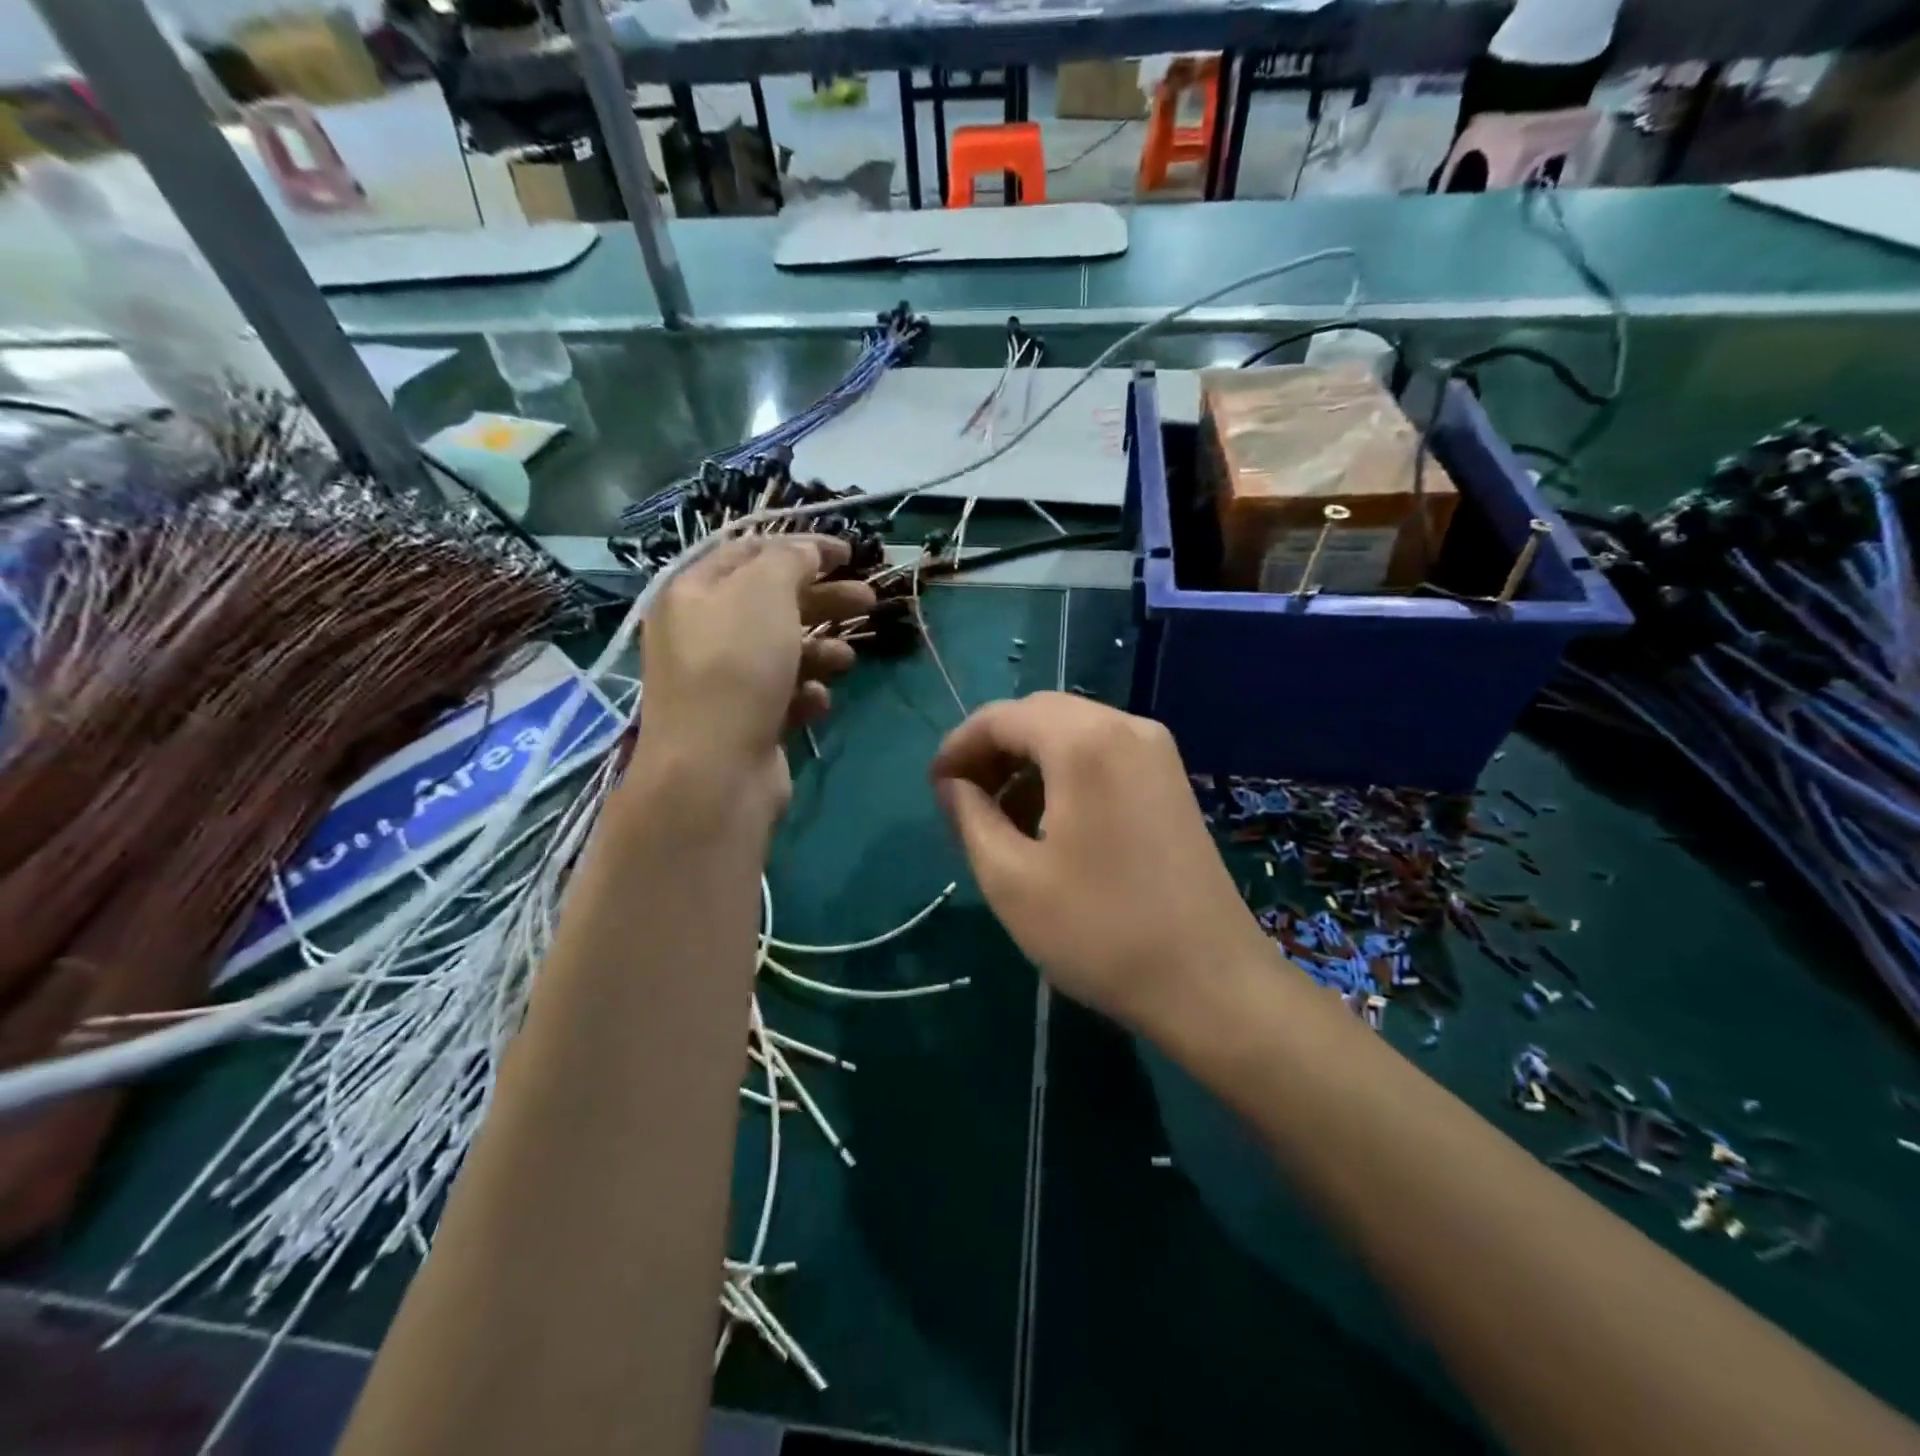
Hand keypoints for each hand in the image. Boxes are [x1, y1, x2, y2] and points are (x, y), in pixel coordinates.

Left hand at [634, 534, 874, 815]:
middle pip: (772, 603)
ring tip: (848, 659)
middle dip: (823, 599)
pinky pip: (783, 695)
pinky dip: (805, 693)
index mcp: (693, 593)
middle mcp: (702, 634)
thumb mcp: (764, 592)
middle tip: (869, 600)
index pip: (750, 553)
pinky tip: (818, 700)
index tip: (849, 553)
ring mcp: (722, 682)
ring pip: (782, 651)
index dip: (802, 547)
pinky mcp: (744, 722)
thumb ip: (790, 560)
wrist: (715, 770)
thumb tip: (807, 551)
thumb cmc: (736, 667)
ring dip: (821, 649)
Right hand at [930, 692, 1267, 1032]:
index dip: (958, 746)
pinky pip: (1103, 754)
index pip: (1001, 717)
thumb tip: (951, 784)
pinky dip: (1064, 772)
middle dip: (993, 750)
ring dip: (1028, 762)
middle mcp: (1125, 727)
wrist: (1210, 982)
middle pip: (1039, 715)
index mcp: (1084, 741)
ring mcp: (1156, 752)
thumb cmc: (1099, 931)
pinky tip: (1049, 821)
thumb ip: (970, 817)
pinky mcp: (1170, 780)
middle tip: (962, 799)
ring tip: (1000, 817)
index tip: (934, 787)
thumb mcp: (1011, 879)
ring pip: (1072, 733)